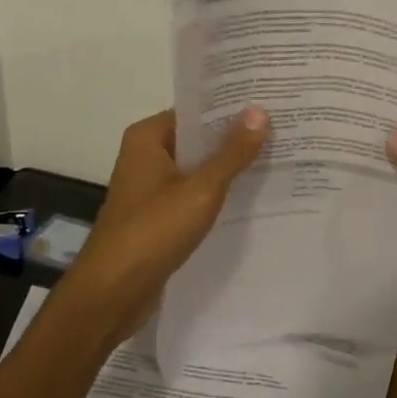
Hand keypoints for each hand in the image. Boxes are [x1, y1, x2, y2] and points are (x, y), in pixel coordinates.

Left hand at [68, 107, 270, 346]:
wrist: (113, 293)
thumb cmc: (153, 231)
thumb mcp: (201, 189)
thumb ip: (232, 152)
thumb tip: (260, 111)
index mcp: (147, 138)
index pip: (196, 111)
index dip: (231, 108)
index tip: (270, 103)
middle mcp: (145, 156)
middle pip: (197, 140)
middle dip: (235, 139)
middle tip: (283, 131)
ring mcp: (150, 189)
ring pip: (197, 170)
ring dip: (228, 169)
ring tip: (277, 160)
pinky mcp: (158, 218)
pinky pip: (193, 196)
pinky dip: (217, 196)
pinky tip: (252, 198)